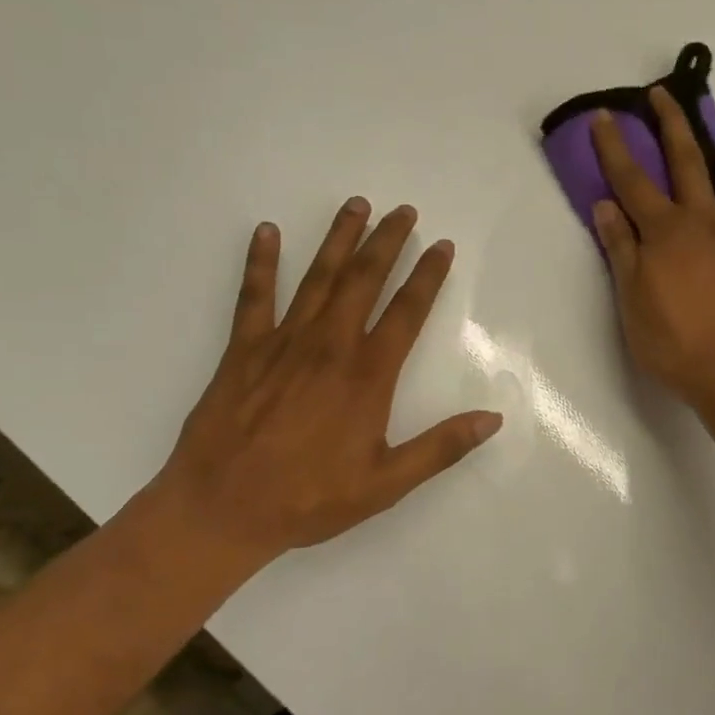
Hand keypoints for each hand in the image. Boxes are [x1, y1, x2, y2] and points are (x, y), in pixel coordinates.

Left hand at [138, 199, 501, 579]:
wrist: (222, 509)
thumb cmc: (309, 498)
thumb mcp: (386, 483)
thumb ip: (441, 447)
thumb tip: (492, 418)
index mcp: (367, 375)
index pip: (406, 311)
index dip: (428, 275)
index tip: (442, 245)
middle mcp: (329, 346)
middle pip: (364, 280)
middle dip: (387, 241)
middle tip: (403, 210)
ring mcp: (283, 342)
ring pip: (318, 277)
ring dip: (339, 239)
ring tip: (356, 205)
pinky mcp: (243, 350)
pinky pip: (253, 296)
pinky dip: (261, 262)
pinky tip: (267, 232)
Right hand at [590, 86, 714, 418]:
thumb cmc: (674, 344)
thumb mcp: (631, 301)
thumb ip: (620, 249)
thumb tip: (605, 205)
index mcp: (665, 231)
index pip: (632, 179)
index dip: (615, 147)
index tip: (604, 117)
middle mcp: (705, 220)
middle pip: (688, 159)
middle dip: (672, 122)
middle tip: (662, 95)